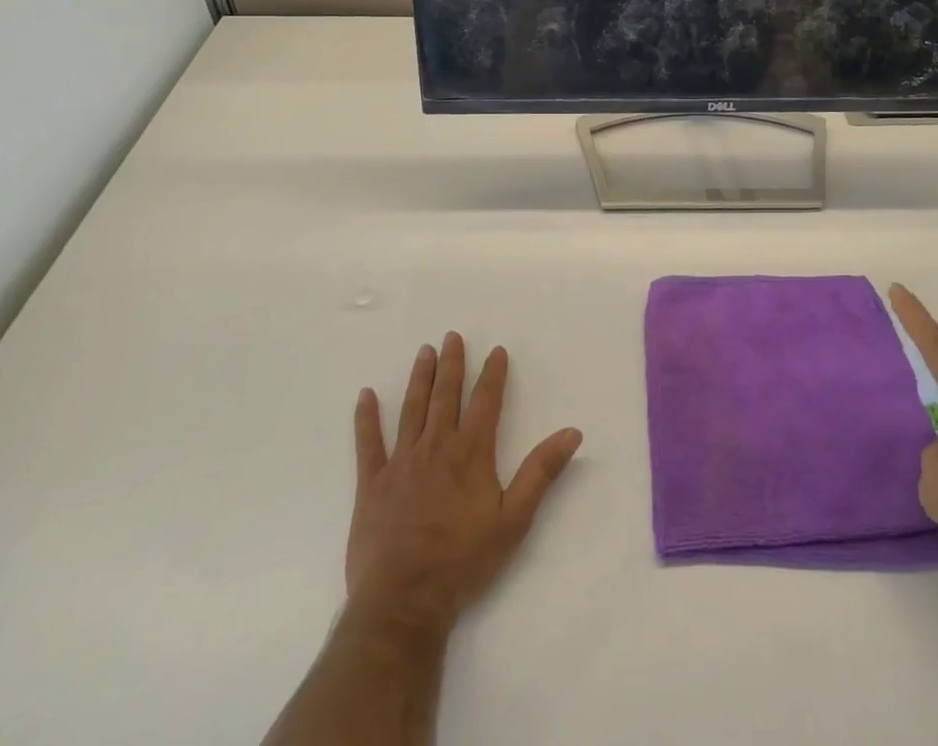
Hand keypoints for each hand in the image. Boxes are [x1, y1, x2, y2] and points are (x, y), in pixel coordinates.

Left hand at [347, 333, 581, 636]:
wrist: (405, 602)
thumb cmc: (464, 562)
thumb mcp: (514, 520)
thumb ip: (541, 472)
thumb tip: (572, 433)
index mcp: (471, 453)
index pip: (486, 401)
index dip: (492, 374)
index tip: (496, 350)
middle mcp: (436, 446)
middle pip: (446, 395)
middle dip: (452, 364)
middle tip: (451, 336)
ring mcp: (401, 462)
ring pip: (412, 409)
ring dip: (420, 378)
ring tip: (424, 352)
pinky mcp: (372, 483)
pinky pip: (368, 443)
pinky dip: (366, 418)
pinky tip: (365, 395)